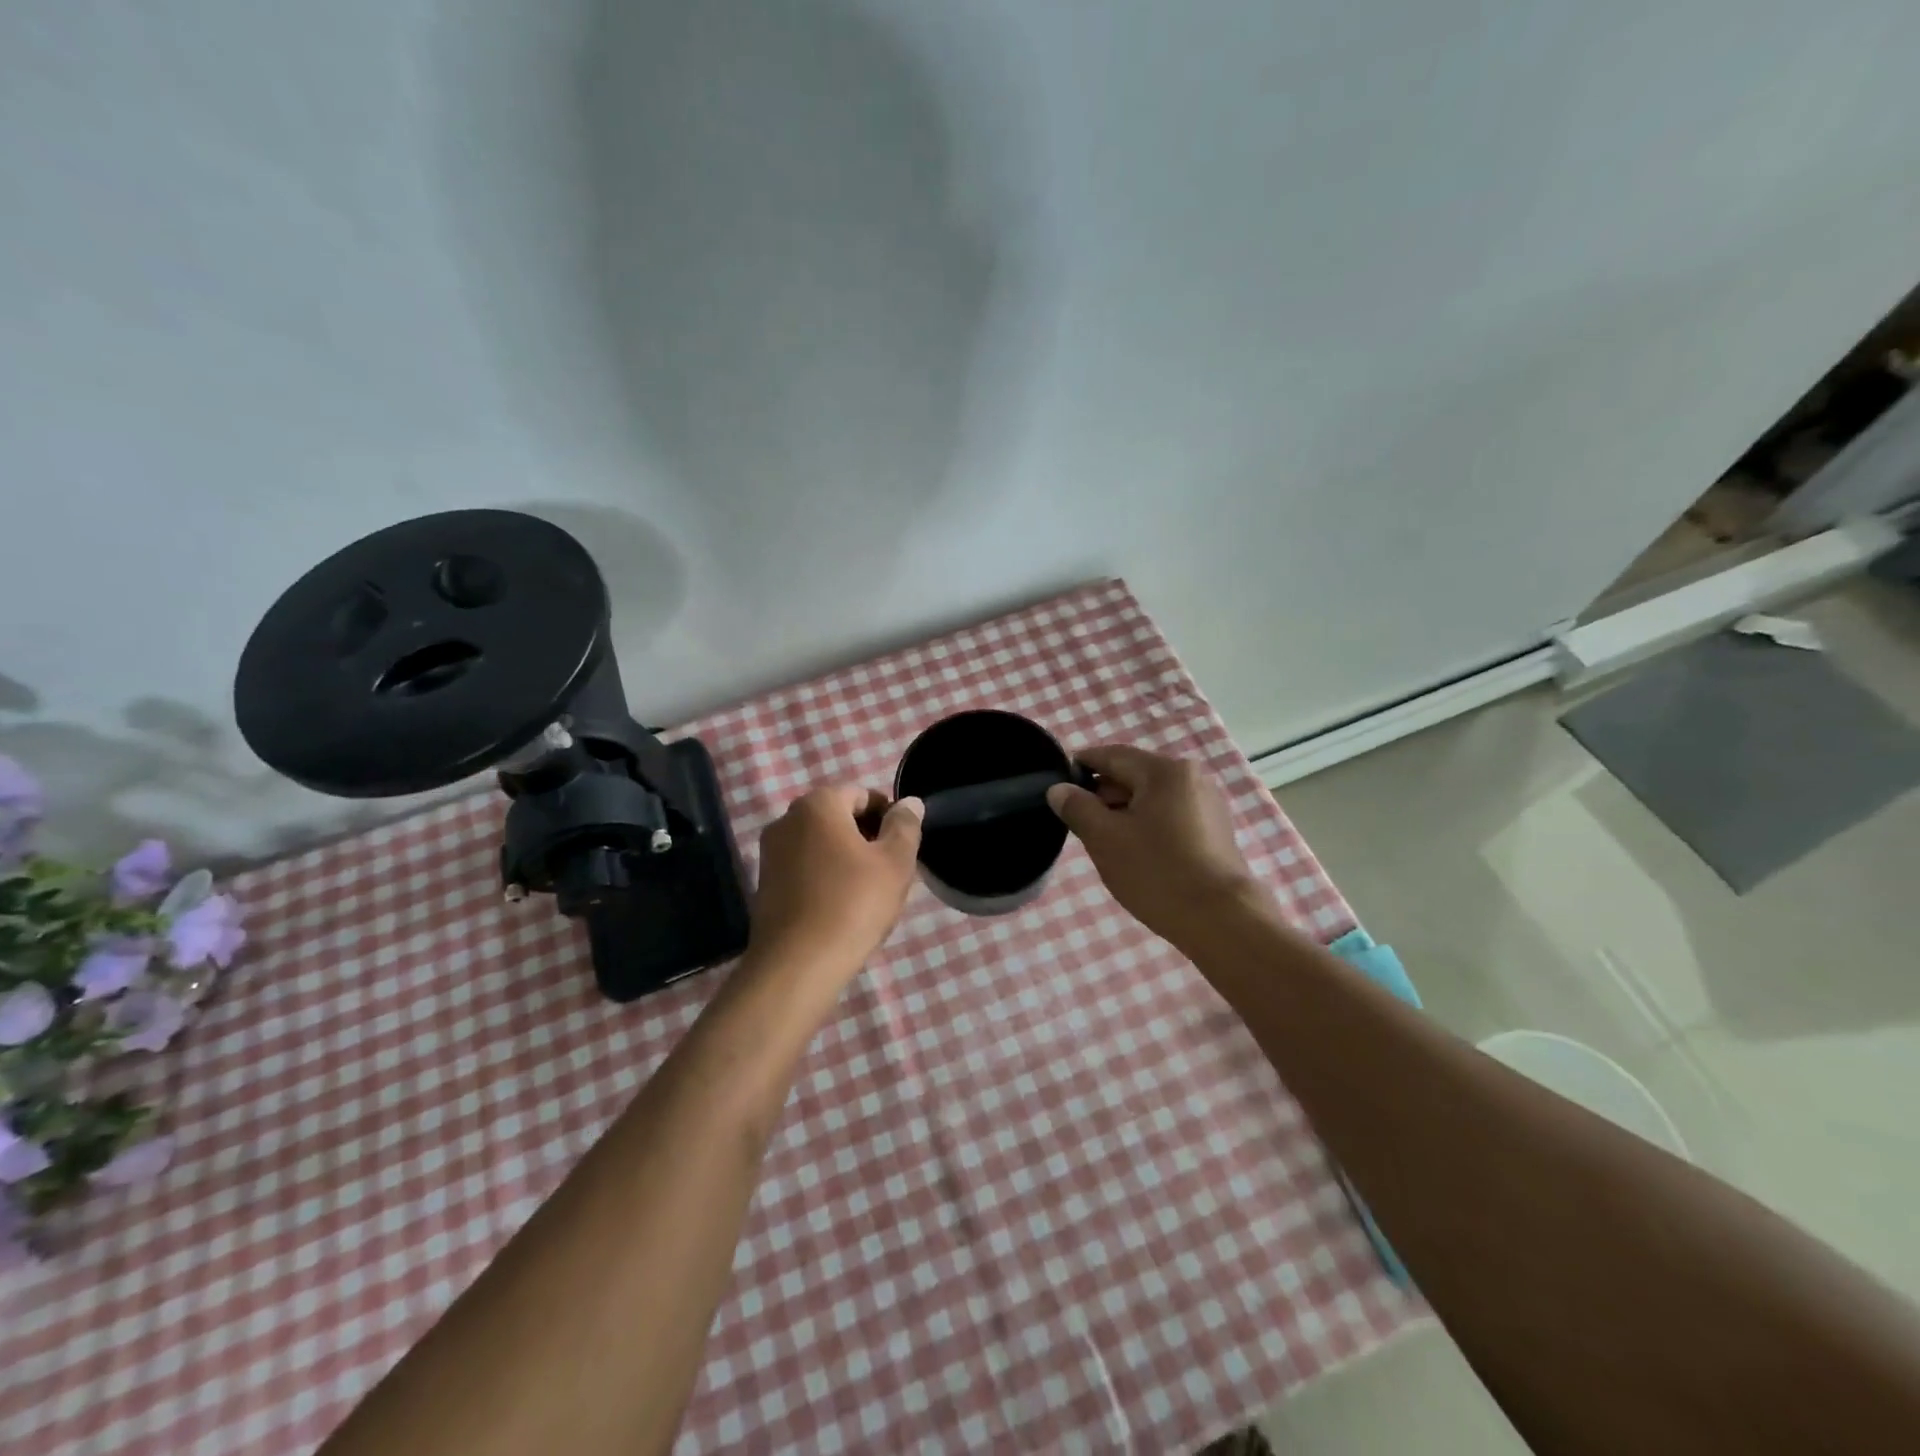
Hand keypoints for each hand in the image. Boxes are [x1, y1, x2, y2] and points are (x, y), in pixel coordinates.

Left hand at [747, 787, 923, 988]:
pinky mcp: (765, 883)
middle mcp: (787, 819)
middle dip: (868, 838)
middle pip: (840, 817)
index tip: (903, 848)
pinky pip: (805, 867)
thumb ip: (905, 826)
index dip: (889, 817)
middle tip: (891, 872)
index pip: (863, 794)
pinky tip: (842, 907)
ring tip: (869, 893)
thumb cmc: (853, 904)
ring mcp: (771, 852)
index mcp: (818, 804)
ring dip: (848, 858)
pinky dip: (826, 877)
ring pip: (823, 844)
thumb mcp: (894, 863)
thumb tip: (909, 802)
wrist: (797, 965)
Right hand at [1046, 746, 1258, 951]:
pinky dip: (1148, 825)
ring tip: (1105, 842)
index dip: (1081, 766)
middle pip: (1134, 775)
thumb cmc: (1157, 872)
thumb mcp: (1105, 839)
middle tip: (1079, 822)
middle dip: (1103, 795)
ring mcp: (1207, 803)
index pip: (1112, 755)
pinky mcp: (1215, 830)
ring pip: (1152, 797)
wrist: (1220, 919)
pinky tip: (1136, 852)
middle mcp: (1191, 777)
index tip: (1058, 784)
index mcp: (1164, 771)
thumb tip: (1059, 789)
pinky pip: (1170, 815)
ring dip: (1125, 812)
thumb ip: (1077, 808)